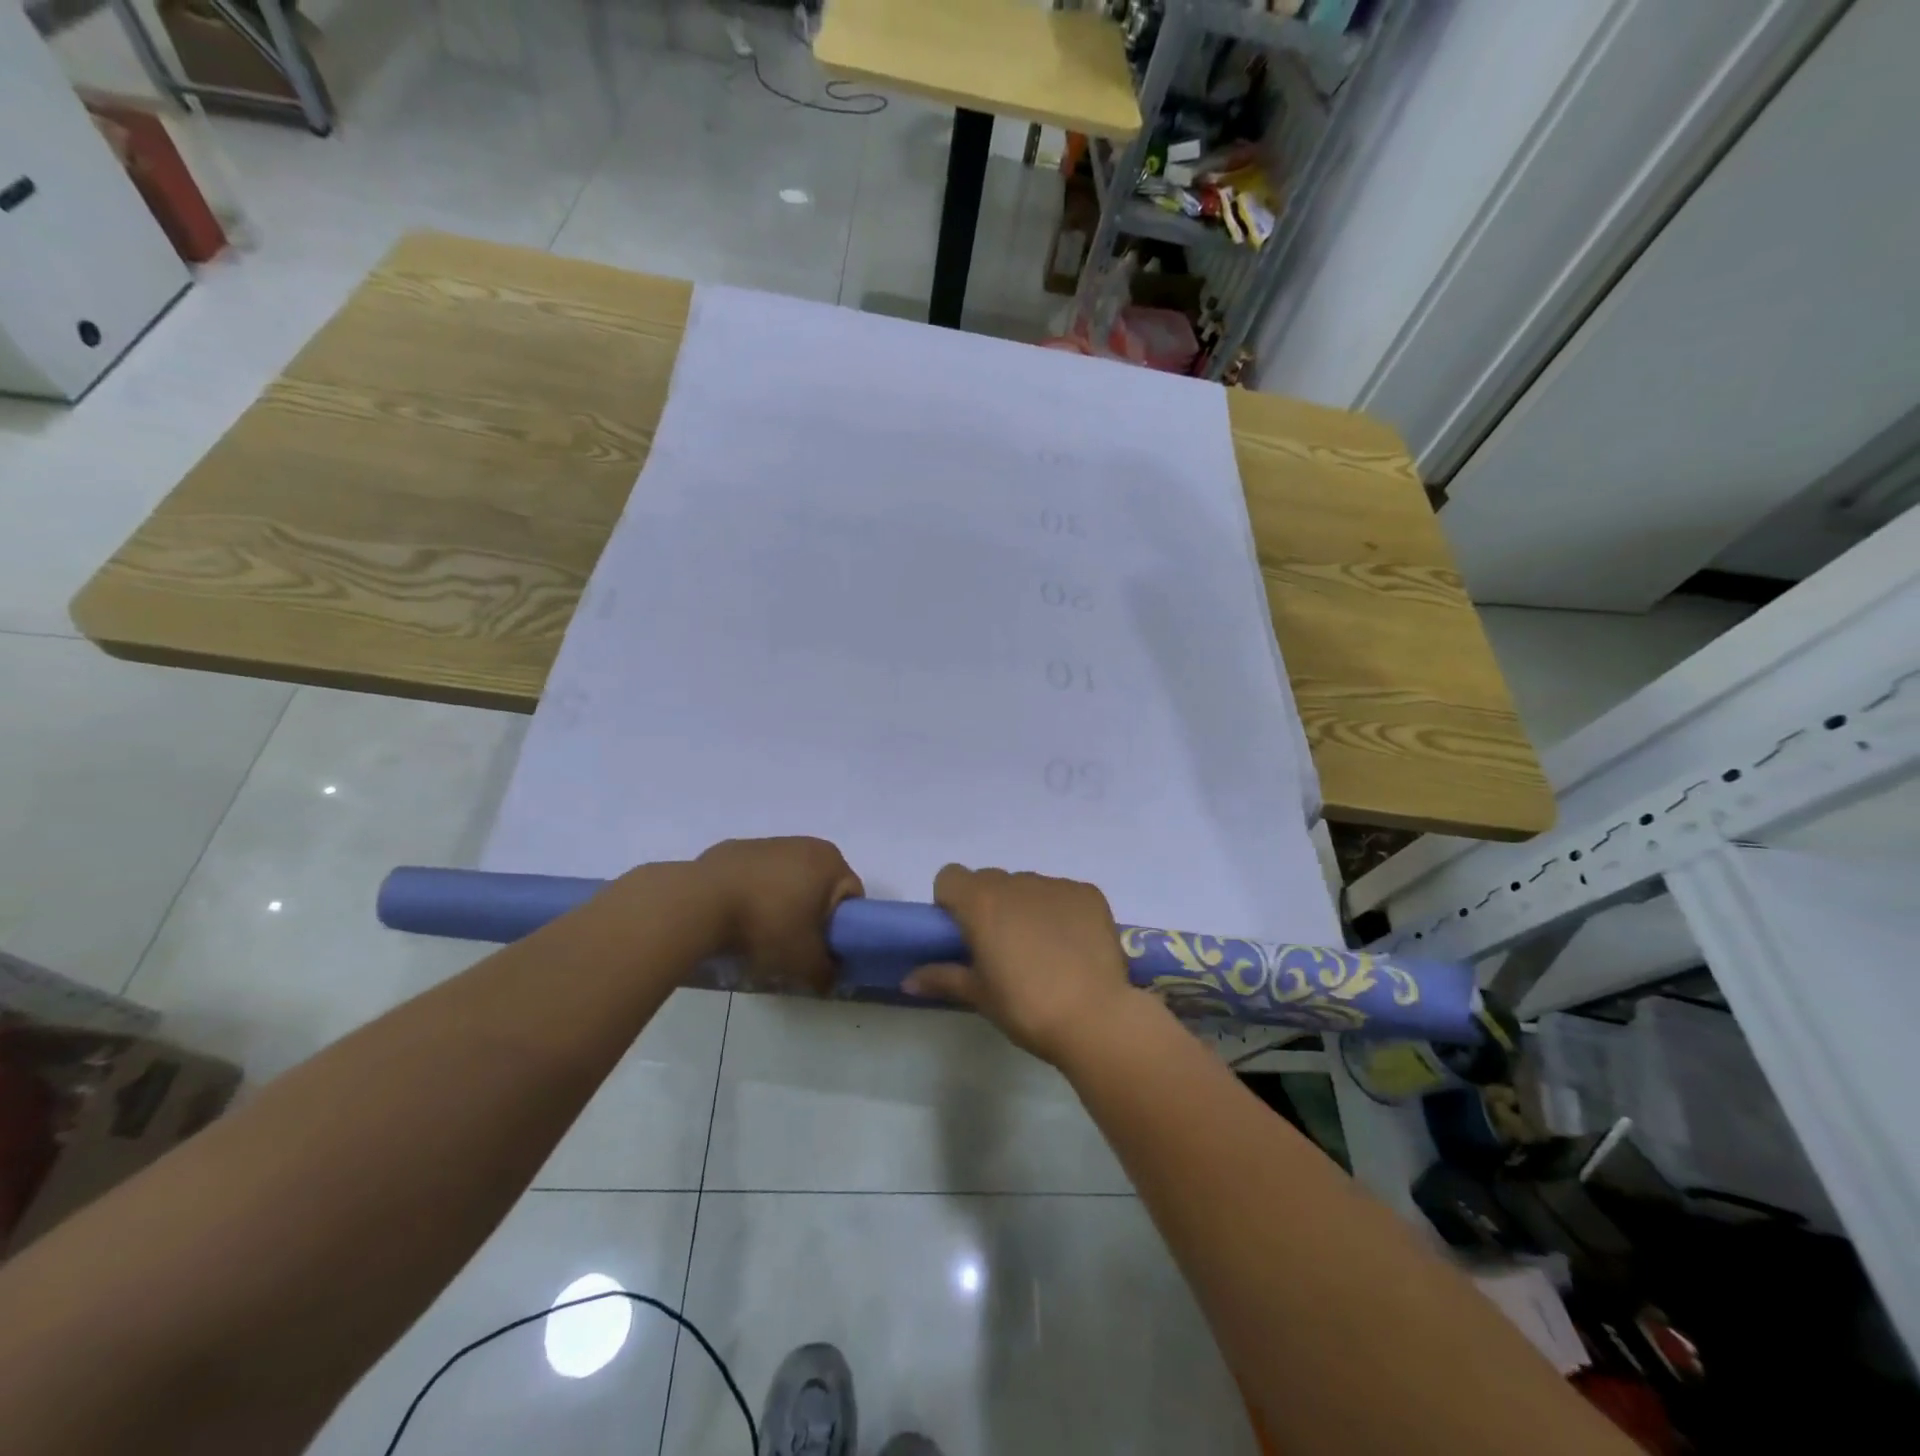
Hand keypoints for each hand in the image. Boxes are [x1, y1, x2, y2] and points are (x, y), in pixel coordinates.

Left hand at [695, 837, 862, 993]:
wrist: (699, 903)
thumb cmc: (767, 924)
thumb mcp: (804, 961)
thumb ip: (826, 973)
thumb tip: (832, 981)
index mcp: (829, 861)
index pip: (851, 897)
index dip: (841, 927)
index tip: (822, 949)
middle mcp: (804, 844)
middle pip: (819, 886)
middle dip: (810, 914)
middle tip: (793, 944)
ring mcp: (766, 842)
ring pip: (786, 879)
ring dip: (781, 904)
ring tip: (759, 934)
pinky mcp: (734, 849)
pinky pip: (755, 876)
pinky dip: (752, 894)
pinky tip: (735, 917)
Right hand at [902, 865, 1141, 1065]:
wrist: (1096, 1017)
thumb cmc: (1026, 1007)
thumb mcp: (980, 996)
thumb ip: (942, 978)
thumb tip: (906, 980)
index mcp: (981, 902)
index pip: (950, 877)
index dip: (951, 901)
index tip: (962, 933)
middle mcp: (1016, 882)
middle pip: (990, 881)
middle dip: (989, 905)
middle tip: (1001, 947)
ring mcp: (1055, 885)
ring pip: (1028, 887)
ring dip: (1025, 908)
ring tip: (1043, 950)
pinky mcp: (1088, 893)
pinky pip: (1063, 894)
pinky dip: (1061, 912)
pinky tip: (1073, 947)